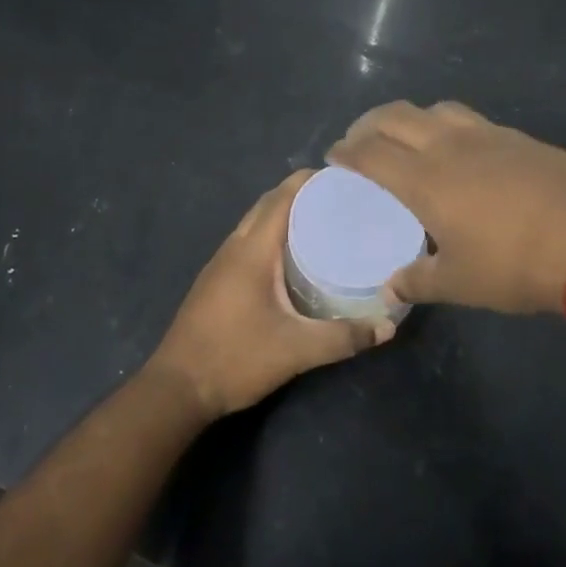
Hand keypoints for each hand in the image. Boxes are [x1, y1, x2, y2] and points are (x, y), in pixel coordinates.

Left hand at [148, 170, 394, 420]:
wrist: (177, 388)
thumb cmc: (235, 358)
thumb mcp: (296, 350)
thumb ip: (343, 337)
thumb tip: (388, 326)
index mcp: (252, 250)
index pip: (282, 197)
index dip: (311, 181)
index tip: (345, 178)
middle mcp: (234, 247)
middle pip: (268, 204)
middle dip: (302, 194)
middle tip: (342, 200)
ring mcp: (220, 263)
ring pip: (255, 222)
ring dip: (284, 214)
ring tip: (323, 221)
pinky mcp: (216, 280)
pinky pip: (248, 242)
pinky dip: (271, 235)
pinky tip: (292, 257)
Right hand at [328, 100, 565, 315]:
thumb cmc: (515, 263)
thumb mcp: (460, 282)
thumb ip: (418, 281)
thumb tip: (390, 288)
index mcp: (424, 179)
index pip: (370, 153)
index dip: (346, 151)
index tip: (334, 156)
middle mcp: (448, 146)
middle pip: (395, 116)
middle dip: (368, 124)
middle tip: (359, 141)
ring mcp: (487, 135)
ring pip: (435, 109)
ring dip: (410, 118)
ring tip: (408, 139)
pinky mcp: (518, 137)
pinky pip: (470, 120)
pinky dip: (448, 126)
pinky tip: (461, 151)